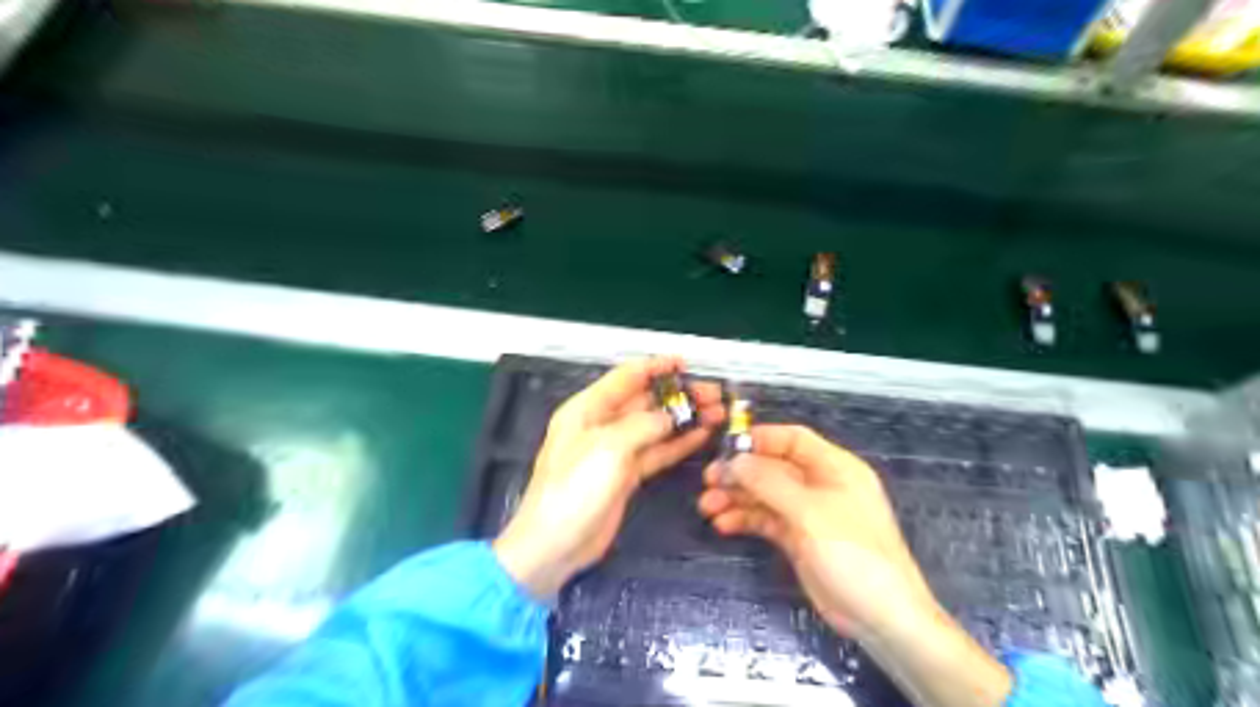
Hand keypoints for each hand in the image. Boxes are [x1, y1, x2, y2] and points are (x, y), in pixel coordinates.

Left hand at [497, 359, 722, 596]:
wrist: (555, 544)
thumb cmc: (573, 489)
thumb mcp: (607, 448)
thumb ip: (642, 425)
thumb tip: (669, 416)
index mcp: (588, 408)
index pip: (626, 377)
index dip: (656, 367)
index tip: (686, 364)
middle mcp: (602, 424)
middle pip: (646, 400)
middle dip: (679, 395)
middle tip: (713, 394)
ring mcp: (616, 451)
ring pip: (656, 426)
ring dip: (684, 418)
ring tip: (716, 412)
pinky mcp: (627, 475)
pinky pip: (657, 452)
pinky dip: (678, 443)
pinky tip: (701, 435)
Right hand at [699, 425, 934, 639]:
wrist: (881, 617)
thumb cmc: (853, 554)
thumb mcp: (810, 513)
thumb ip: (769, 483)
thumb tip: (734, 460)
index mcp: (834, 468)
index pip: (793, 440)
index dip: (760, 439)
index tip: (725, 446)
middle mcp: (820, 485)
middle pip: (773, 467)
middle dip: (741, 473)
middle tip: (708, 481)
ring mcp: (808, 513)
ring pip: (765, 495)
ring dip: (737, 498)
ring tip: (707, 507)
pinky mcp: (798, 539)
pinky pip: (766, 520)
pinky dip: (745, 520)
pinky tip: (722, 525)